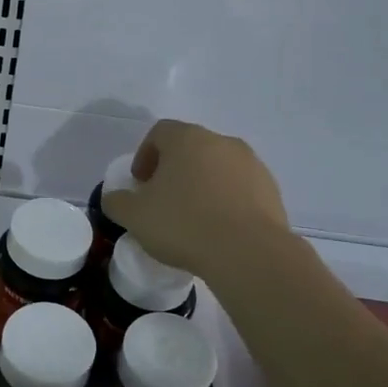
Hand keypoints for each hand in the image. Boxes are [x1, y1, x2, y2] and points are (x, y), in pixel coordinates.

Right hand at [101, 119, 289, 272]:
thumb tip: (115, 198)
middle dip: (174, 170)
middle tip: (163, 200)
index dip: (144, 155)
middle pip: (190, 148)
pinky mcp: (271, 190)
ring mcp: (251, 164)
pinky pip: (240, 189)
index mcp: (187, 139)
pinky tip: (218, 230)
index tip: (140, 184)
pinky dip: (226, 201)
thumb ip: (117, 202)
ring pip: (217, 168)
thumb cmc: (184, 224)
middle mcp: (221, 142)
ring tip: (193, 218)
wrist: (249, 253)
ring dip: (202, 185)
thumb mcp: (135, 216)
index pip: (159, 133)